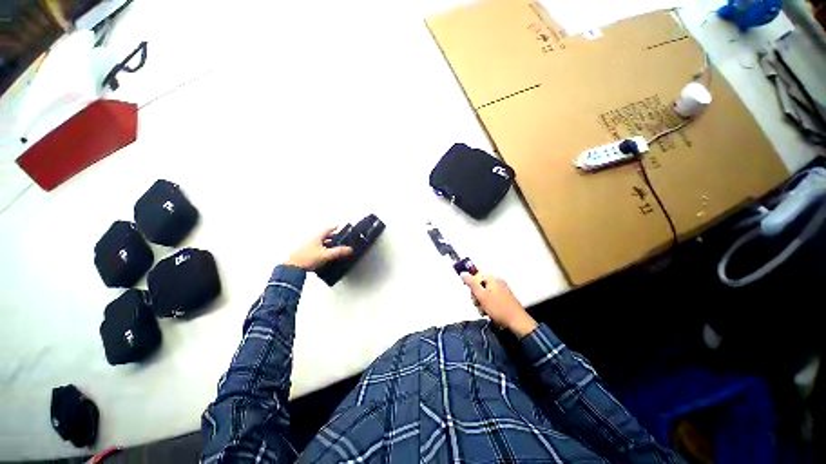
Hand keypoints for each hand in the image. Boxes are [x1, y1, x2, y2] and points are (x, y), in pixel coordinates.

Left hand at [284, 227, 352, 271]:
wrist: (292, 268)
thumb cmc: (307, 259)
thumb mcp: (326, 255)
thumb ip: (338, 252)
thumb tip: (349, 249)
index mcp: (316, 237)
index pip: (327, 229)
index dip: (334, 228)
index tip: (339, 227)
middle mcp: (311, 239)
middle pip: (323, 235)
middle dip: (331, 237)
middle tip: (338, 239)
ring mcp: (306, 246)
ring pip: (319, 242)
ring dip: (326, 244)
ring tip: (332, 248)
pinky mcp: (303, 252)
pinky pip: (314, 248)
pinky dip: (320, 249)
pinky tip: (323, 255)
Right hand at [461, 272, 537, 337]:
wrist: (517, 322)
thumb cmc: (498, 308)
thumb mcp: (482, 295)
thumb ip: (471, 283)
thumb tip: (463, 273)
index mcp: (492, 279)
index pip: (477, 274)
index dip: (470, 281)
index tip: (469, 290)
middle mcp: (497, 282)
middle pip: (480, 284)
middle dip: (476, 294)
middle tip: (477, 303)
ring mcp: (501, 291)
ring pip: (484, 293)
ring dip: (480, 302)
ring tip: (483, 310)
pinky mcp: (503, 299)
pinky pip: (490, 298)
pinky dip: (487, 305)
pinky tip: (488, 312)